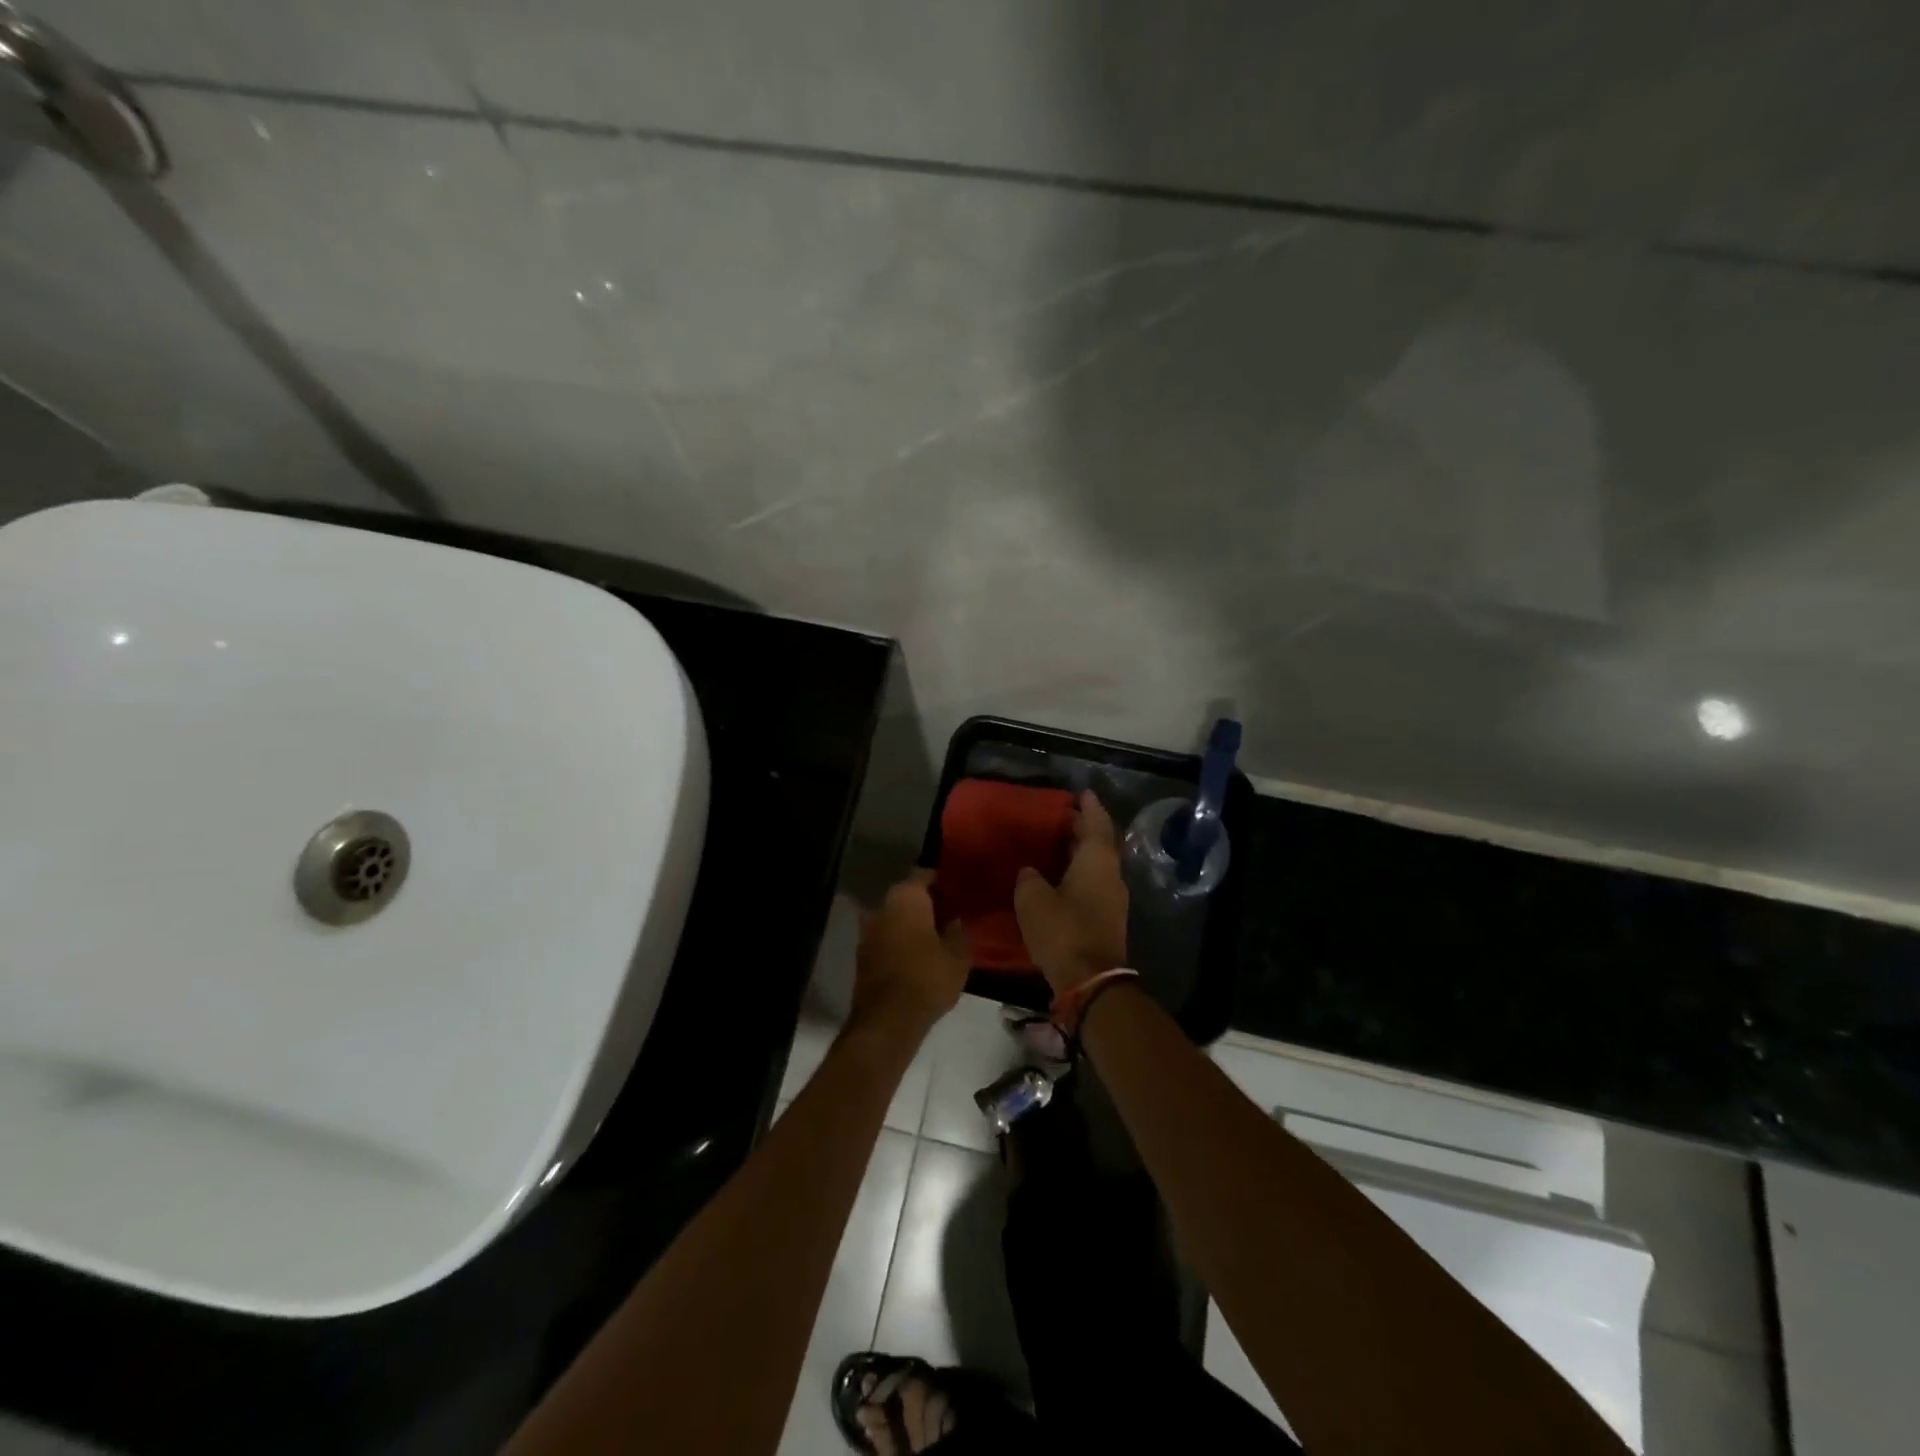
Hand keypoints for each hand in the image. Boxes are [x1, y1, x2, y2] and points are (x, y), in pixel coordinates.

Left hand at [850, 870, 970, 1037]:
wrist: (888, 1020)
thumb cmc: (927, 978)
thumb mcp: (958, 956)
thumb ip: (959, 933)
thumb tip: (955, 921)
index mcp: (906, 898)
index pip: (923, 875)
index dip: (940, 881)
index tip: (955, 891)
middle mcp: (882, 907)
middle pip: (906, 896)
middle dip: (925, 904)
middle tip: (948, 915)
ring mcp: (868, 931)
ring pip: (894, 918)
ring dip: (910, 924)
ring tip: (933, 937)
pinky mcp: (862, 956)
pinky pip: (885, 939)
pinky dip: (899, 942)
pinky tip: (916, 956)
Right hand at [1014, 790, 1128, 994]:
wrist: (1091, 982)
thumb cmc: (1063, 931)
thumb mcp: (1032, 899)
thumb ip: (1029, 878)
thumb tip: (1031, 872)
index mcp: (1097, 861)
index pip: (1097, 823)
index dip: (1089, 806)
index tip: (1082, 792)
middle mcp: (1111, 875)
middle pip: (1100, 843)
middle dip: (1084, 828)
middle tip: (1063, 816)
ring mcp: (1113, 900)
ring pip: (1098, 865)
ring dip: (1082, 853)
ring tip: (1059, 845)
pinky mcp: (1108, 920)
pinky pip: (1095, 884)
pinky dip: (1080, 874)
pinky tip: (1061, 878)